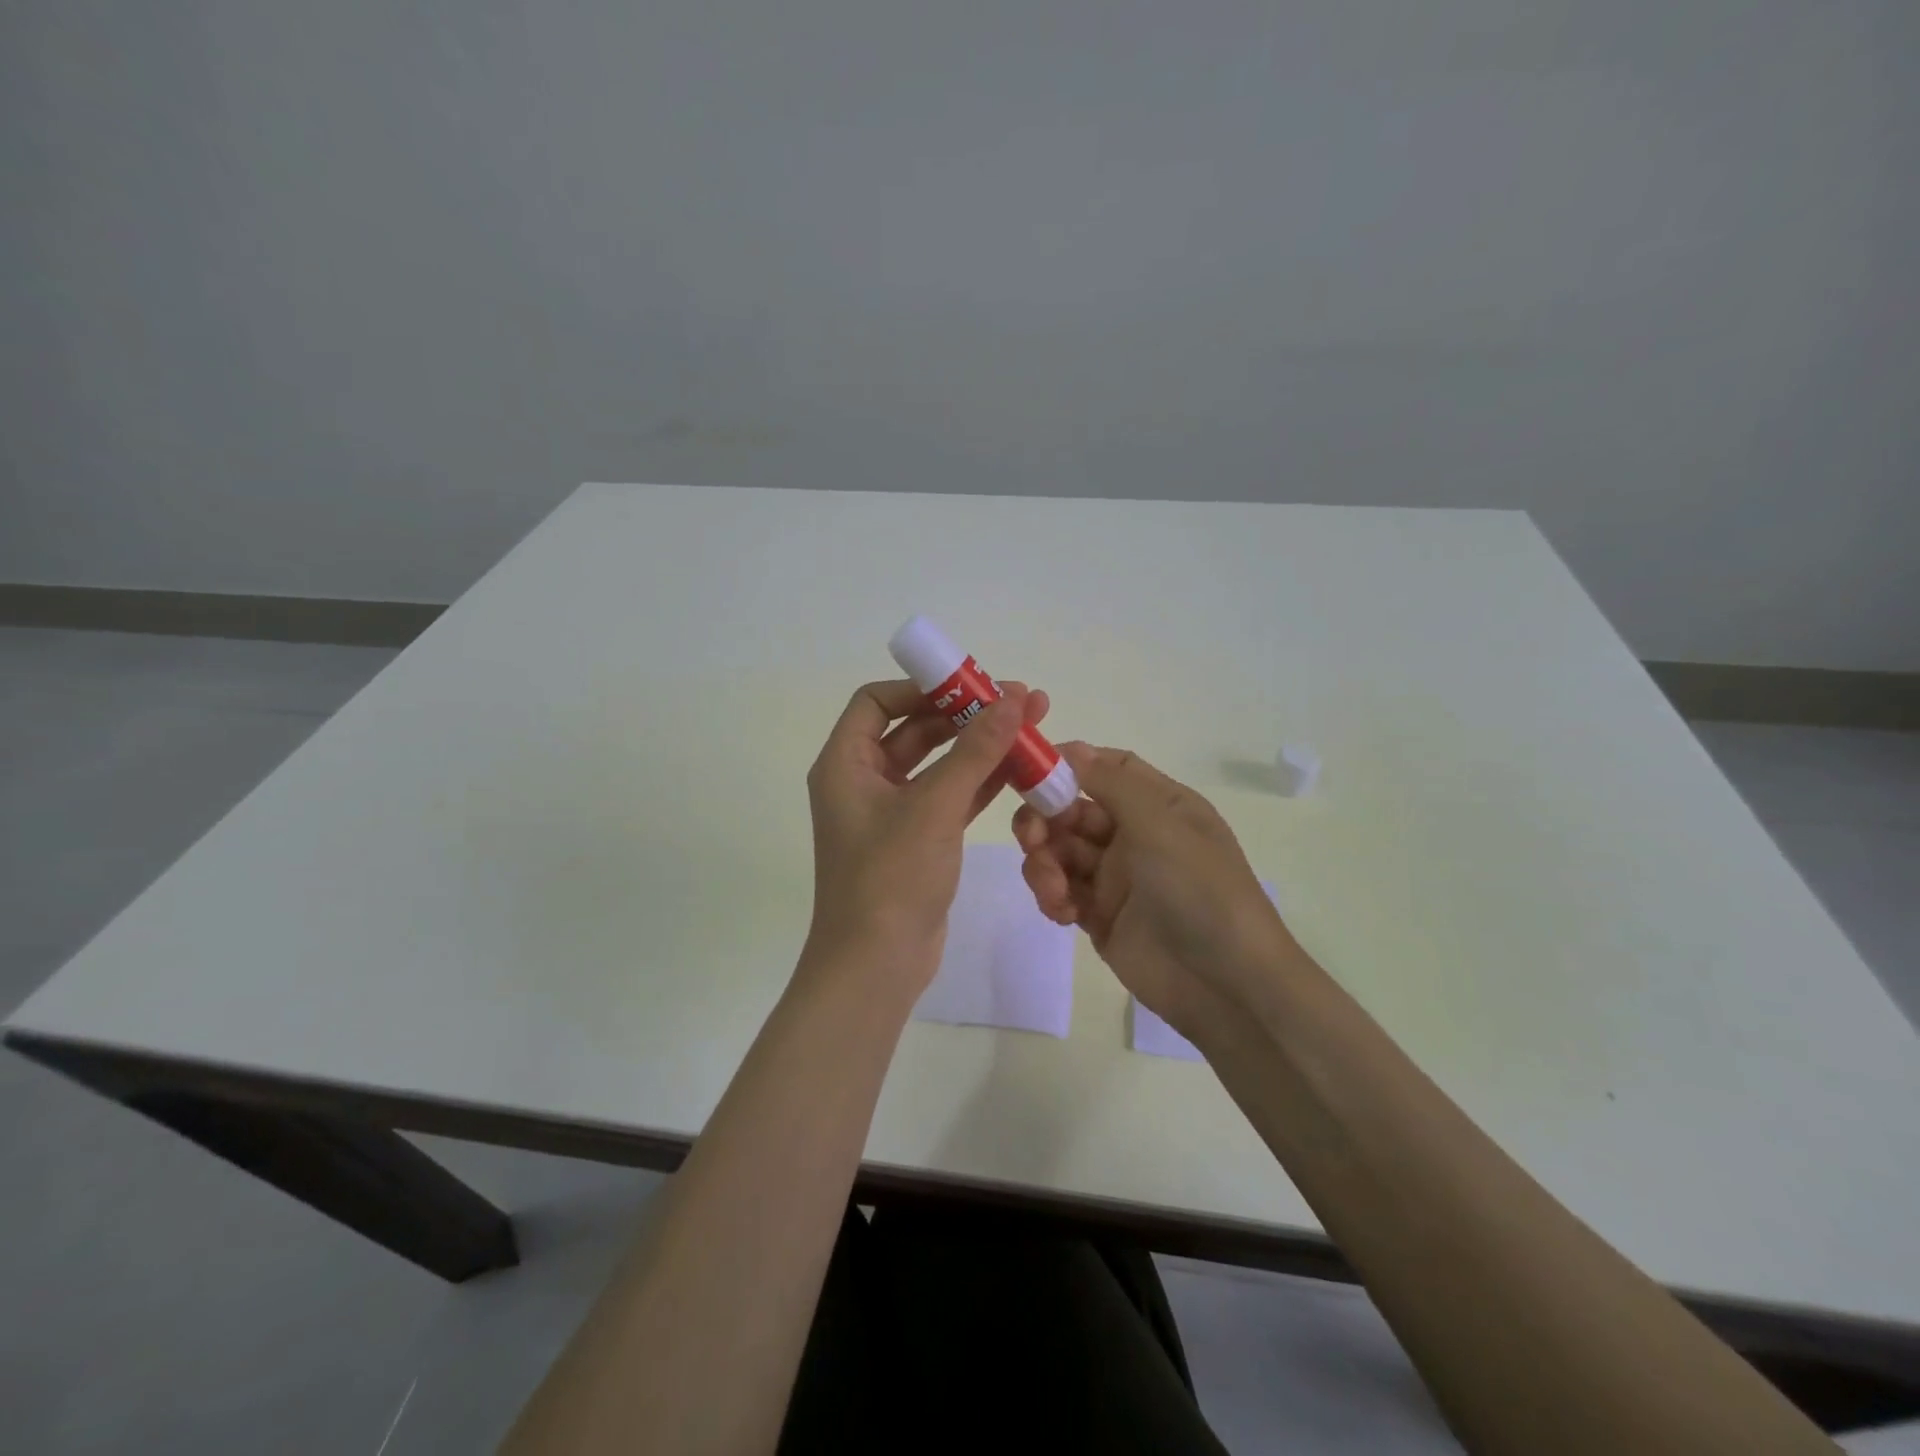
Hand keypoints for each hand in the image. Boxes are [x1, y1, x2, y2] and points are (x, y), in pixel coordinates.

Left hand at [804, 678, 1050, 992]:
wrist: (877, 966)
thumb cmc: (891, 877)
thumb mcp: (935, 807)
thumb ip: (976, 751)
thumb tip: (1014, 698)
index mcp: (845, 763)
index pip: (876, 701)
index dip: (922, 687)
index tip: (971, 684)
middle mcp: (863, 781)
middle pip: (915, 729)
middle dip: (966, 714)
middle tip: (1020, 700)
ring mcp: (892, 812)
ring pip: (939, 763)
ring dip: (981, 746)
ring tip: (1034, 725)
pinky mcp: (919, 839)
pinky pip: (951, 796)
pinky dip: (982, 782)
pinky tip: (1023, 768)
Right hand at [1013, 743, 1297, 1045]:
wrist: (1226, 986)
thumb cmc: (1200, 890)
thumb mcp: (1161, 825)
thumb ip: (1111, 783)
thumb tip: (1070, 747)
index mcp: (1159, 805)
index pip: (1107, 769)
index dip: (1069, 765)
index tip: (1031, 770)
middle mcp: (1135, 835)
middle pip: (1073, 811)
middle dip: (1045, 820)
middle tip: (1031, 838)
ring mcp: (1117, 878)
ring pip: (1061, 853)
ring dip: (1044, 862)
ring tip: (1052, 887)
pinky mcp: (1100, 917)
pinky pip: (1063, 893)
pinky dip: (1053, 896)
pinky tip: (1061, 911)